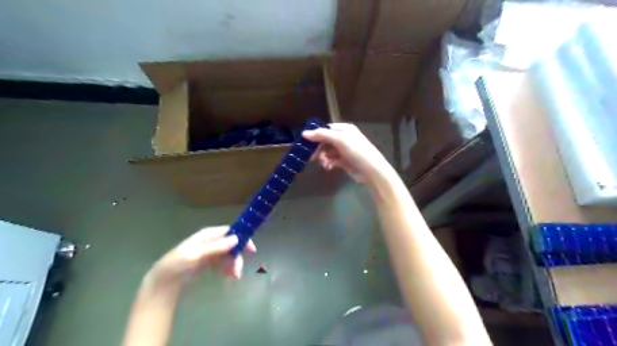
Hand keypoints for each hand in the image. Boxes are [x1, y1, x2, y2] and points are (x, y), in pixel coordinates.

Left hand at [147, 224, 257, 285]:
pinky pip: (223, 263)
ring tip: (232, 277)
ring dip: (233, 265)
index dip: (242, 238)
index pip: (230, 232)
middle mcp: (211, 241)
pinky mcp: (208, 262)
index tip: (251, 249)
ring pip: (228, 255)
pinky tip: (228, 276)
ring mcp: (210, 252)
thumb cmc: (177, 265)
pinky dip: (227, 269)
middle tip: (237, 272)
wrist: (163, 282)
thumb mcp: (195, 255)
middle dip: (236, 257)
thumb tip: (236, 238)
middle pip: (231, 245)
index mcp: (207, 235)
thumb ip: (216, 247)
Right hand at [303, 123, 391, 184]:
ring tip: (325, 164)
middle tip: (311, 157)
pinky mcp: (343, 161)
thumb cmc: (356, 151)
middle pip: (325, 141)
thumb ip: (322, 135)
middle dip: (318, 149)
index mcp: (344, 129)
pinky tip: (329, 167)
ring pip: (327, 152)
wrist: (371, 170)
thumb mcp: (339, 140)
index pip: (325, 129)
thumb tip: (304, 133)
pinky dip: (328, 163)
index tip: (306, 143)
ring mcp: (344, 150)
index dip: (315, 136)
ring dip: (323, 157)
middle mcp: (343, 138)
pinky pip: (331, 160)